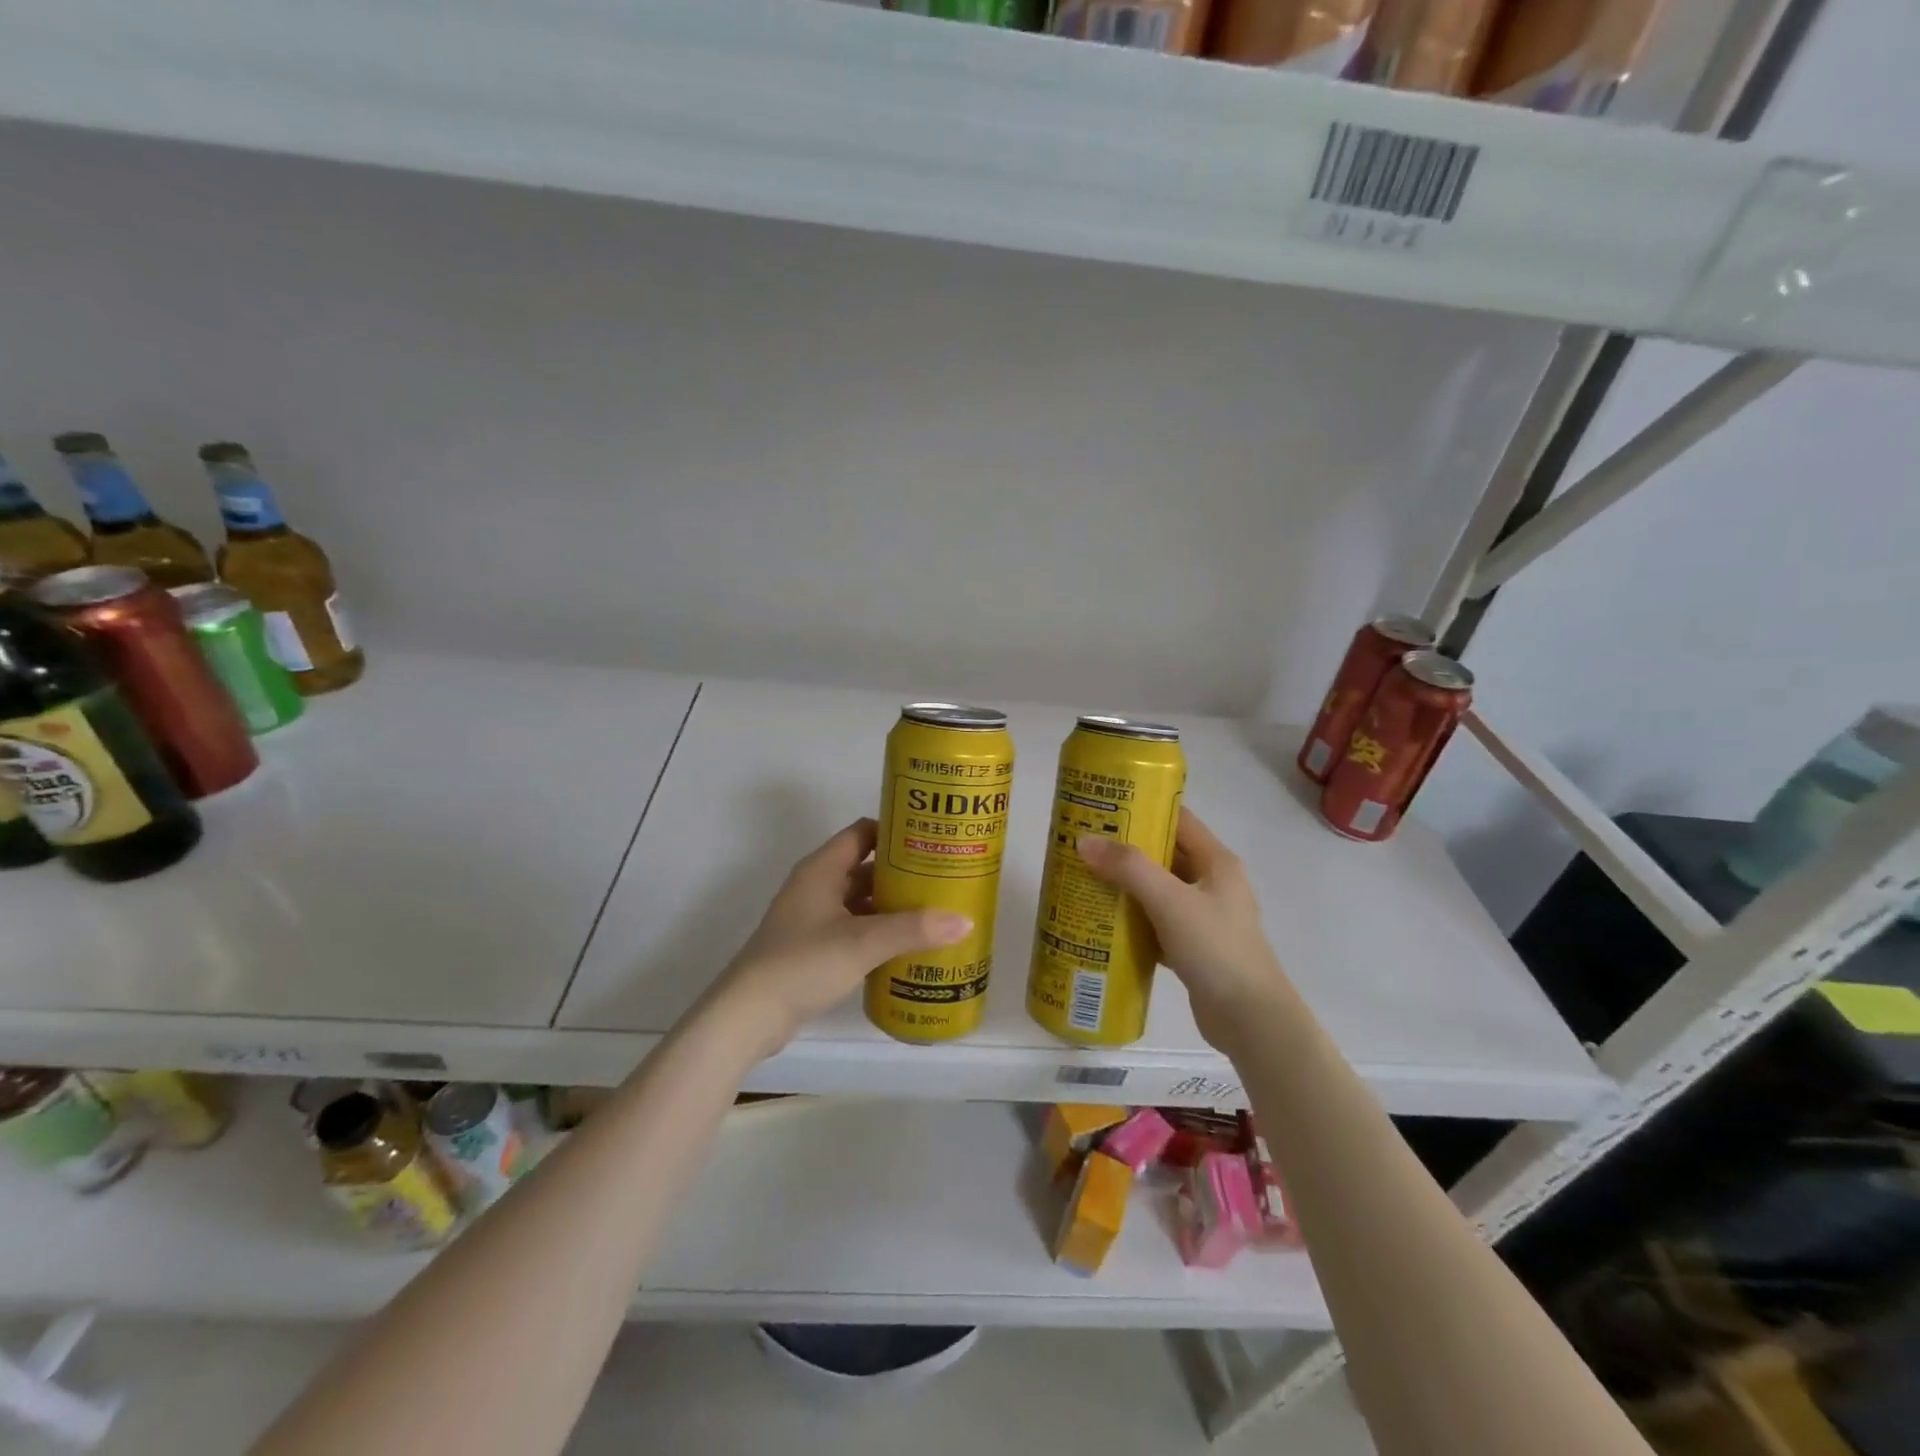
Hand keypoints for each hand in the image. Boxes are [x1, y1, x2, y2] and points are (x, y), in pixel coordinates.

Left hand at [706, 818, 972, 1058]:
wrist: (748, 1015)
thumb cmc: (802, 963)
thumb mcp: (862, 942)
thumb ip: (913, 929)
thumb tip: (965, 920)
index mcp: (822, 869)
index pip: (863, 832)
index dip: (896, 831)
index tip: (932, 839)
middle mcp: (816, 886)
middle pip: (865, 867)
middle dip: (902, 872)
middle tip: (945, 878)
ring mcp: (812, 918)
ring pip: (860, 901)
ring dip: (892, 905)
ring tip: (935, 911)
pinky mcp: (812, 948)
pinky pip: (854, 928)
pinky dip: (878, 931)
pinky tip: (906, 946)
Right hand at [1077, 808, 1293, 1052]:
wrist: (1251, 1020)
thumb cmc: (1216, 949)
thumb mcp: (1170, 901)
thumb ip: (1128, 868)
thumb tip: (1084, 840)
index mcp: (1217, 862)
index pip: (1179, 820)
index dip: (1144, 809)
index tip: (1104, 807)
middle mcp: (1213, 883)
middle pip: (1165, 854)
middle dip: (1126, 849)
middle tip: (1085, 844)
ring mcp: (1205, 916)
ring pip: (1158, 890)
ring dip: (1126, 885)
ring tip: (1085, 878)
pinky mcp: (1194, 946)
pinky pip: (1157, 922)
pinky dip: (1133, 919)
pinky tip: (1103, 921)